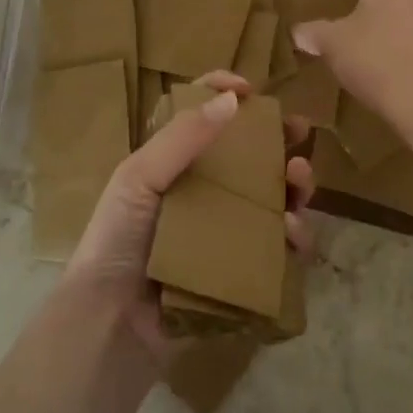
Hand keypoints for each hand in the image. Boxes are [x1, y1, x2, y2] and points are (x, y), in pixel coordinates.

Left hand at [60, 69, 315, 365]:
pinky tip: (294, 230)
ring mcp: (227, 234)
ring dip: (295, 183)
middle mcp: (205, 194)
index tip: (252, 89)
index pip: (205, 118)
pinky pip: (281, 248)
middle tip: (299, 132)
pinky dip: (296, 235)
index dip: (226, 96)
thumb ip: (182, 136)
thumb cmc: (118, 240)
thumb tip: (233, 98)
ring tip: (300, 180)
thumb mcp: (139, 178)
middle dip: (280, 139)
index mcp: (175, 165)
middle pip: (252, 156)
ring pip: (275, 198)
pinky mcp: (244, 270)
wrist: (112, 323)